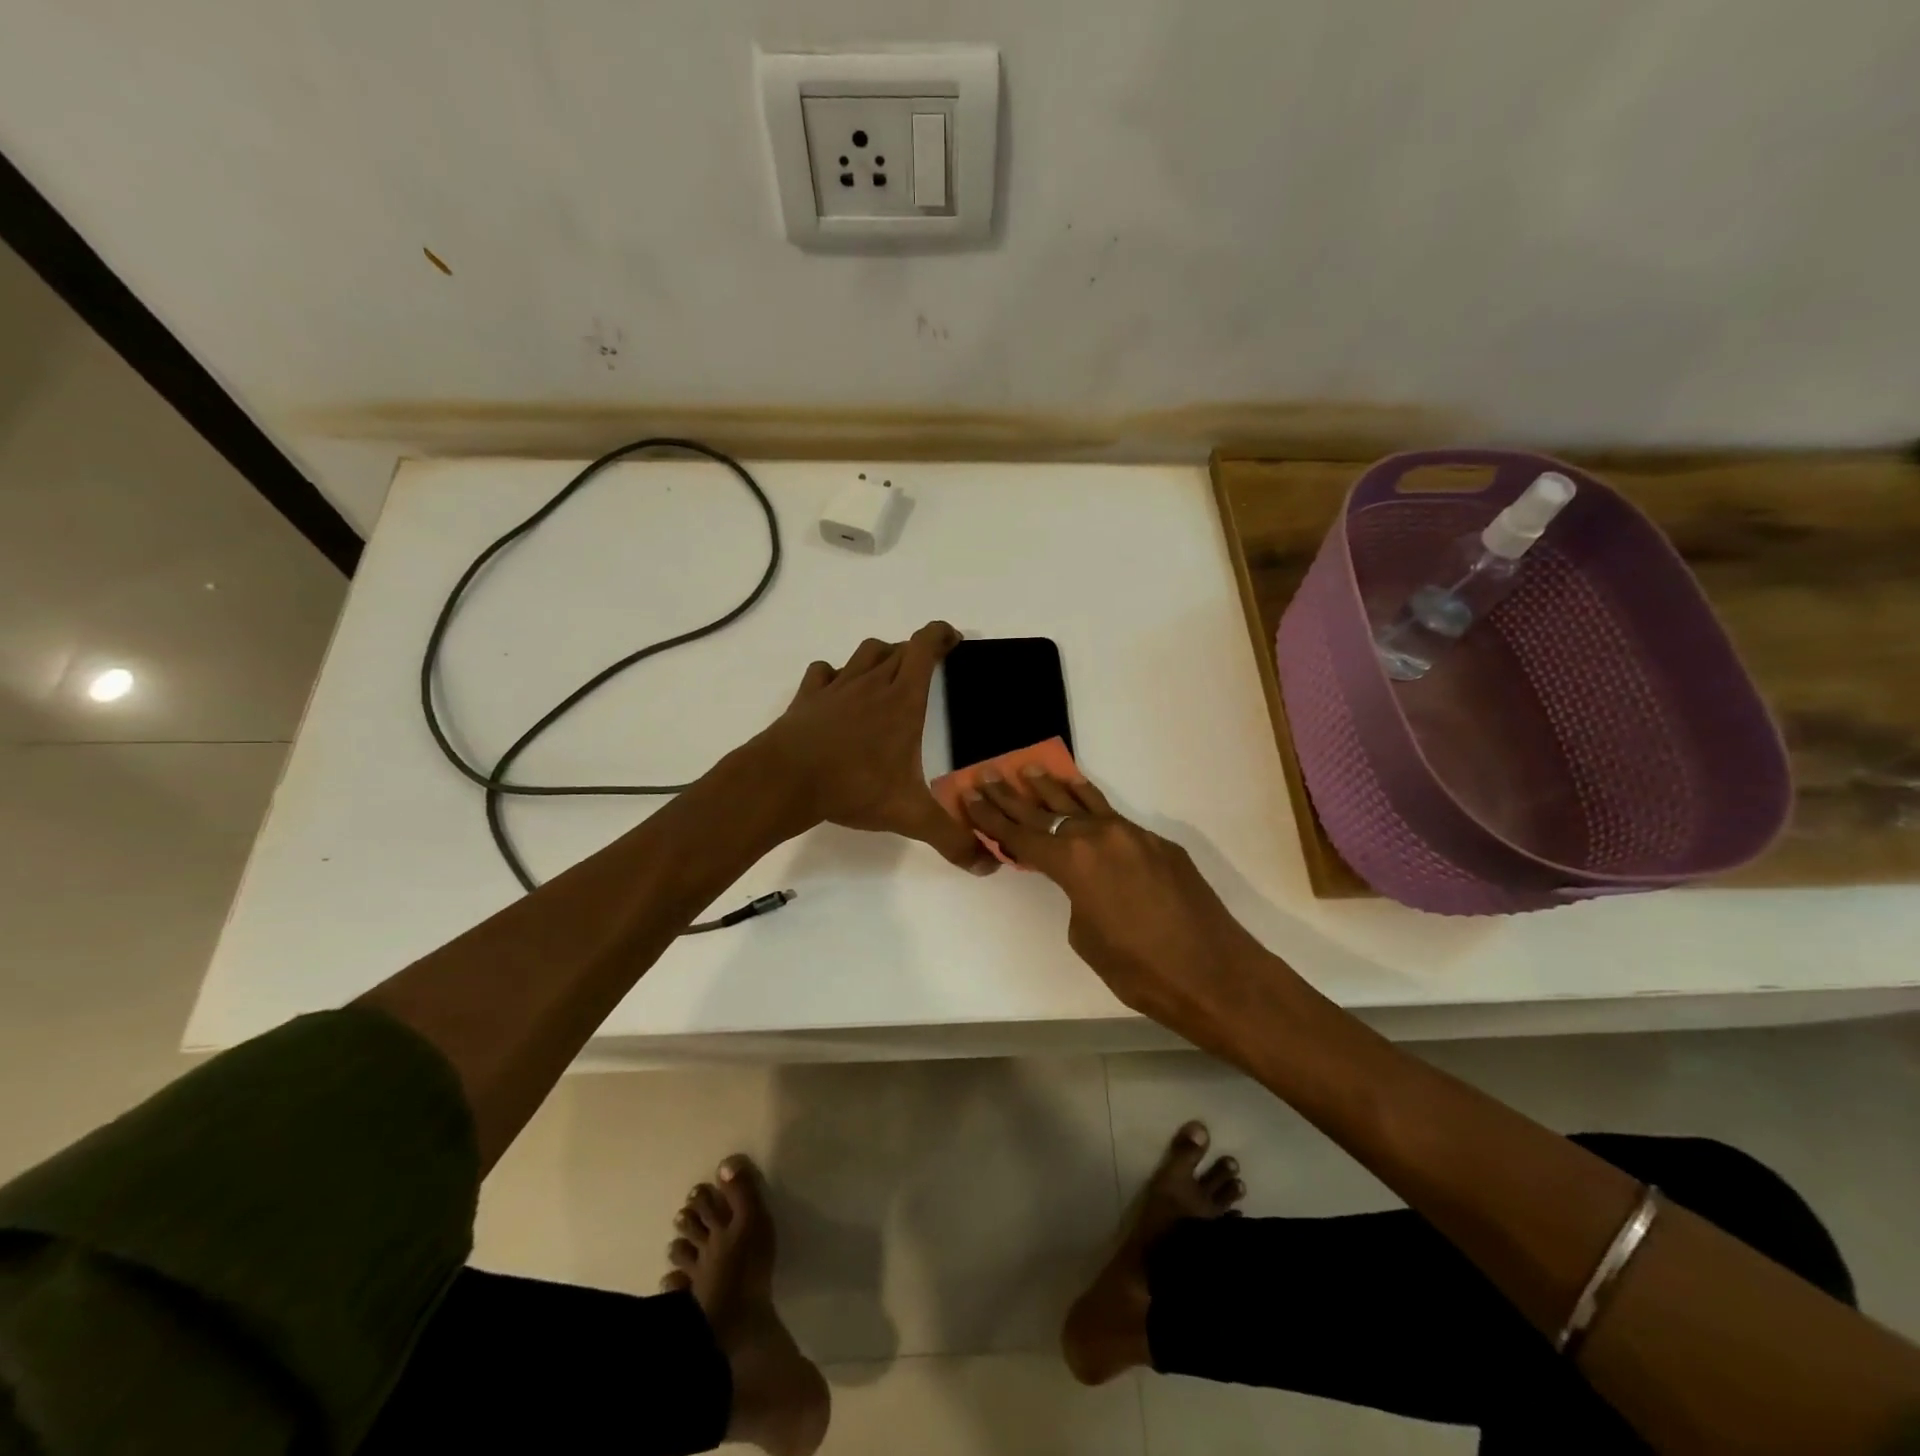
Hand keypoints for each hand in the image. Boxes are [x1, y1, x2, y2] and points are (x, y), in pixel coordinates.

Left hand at [753, 622, 996, 873]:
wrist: (784, 781)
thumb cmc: (853, 787)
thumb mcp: (910, 815)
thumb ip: (951, 837)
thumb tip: (989, 865)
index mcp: (903, 699)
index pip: (925, 646)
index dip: (941, 635)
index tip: (954, 641)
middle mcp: (871, 683)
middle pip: (898, 648)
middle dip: (917, 651)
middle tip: (928, 672)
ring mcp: (836, 687)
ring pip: (864, 652)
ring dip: (880, 657)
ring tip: (887, 678)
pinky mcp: (808, 697)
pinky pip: (824, 672)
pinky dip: (835, 675)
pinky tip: (838, 694)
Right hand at [961, 770, 1277, 1050]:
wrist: (1214, 973)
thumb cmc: (1139, 970)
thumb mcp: (1086, 937)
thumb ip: (1075, 896)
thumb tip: (1083, 880)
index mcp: (1074, 863)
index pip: (1021, 836)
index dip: (991, 817)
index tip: (970, 794)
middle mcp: (1100, 837)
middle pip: (1046, 812)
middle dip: (1013, 796)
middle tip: (989, 774)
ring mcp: (1133, 836)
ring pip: (1084, 804)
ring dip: (1054, 789)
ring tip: (1031, 769)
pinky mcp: (1159, 844)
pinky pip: (1114, 819)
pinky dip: (1091, 807)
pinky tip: (1082, 800)